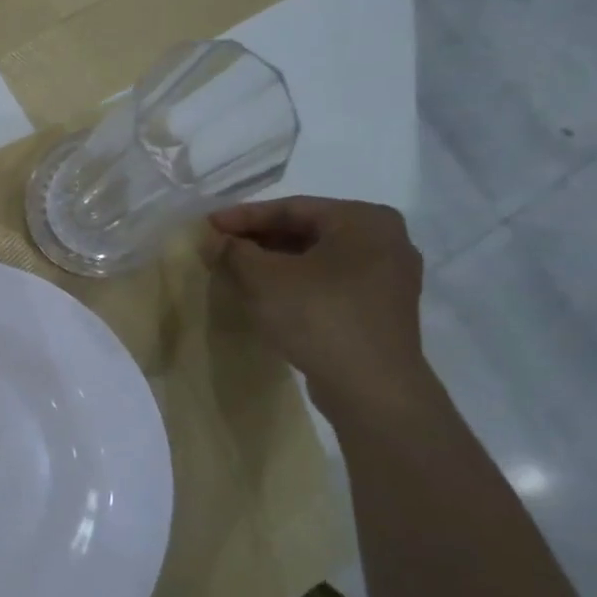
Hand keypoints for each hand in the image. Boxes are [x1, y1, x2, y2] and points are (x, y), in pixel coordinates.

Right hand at [208, 197, 431, 420]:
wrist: (371, 388)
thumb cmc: (319, 317)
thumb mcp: (264, 279)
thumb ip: (235, 251)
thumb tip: (217, 241)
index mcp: (364, 219)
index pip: (291, 208)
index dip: (243, 217)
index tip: (208, 226)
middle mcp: (386, 240)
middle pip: (307, 231)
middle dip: (259, 240)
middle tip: (220, 248)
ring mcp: (388, 277)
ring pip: (317, 259)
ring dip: (275, 263)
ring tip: (236, 270)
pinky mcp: (381, 309)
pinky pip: (330, 283)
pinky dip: (296, 283)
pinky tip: (267, 295)